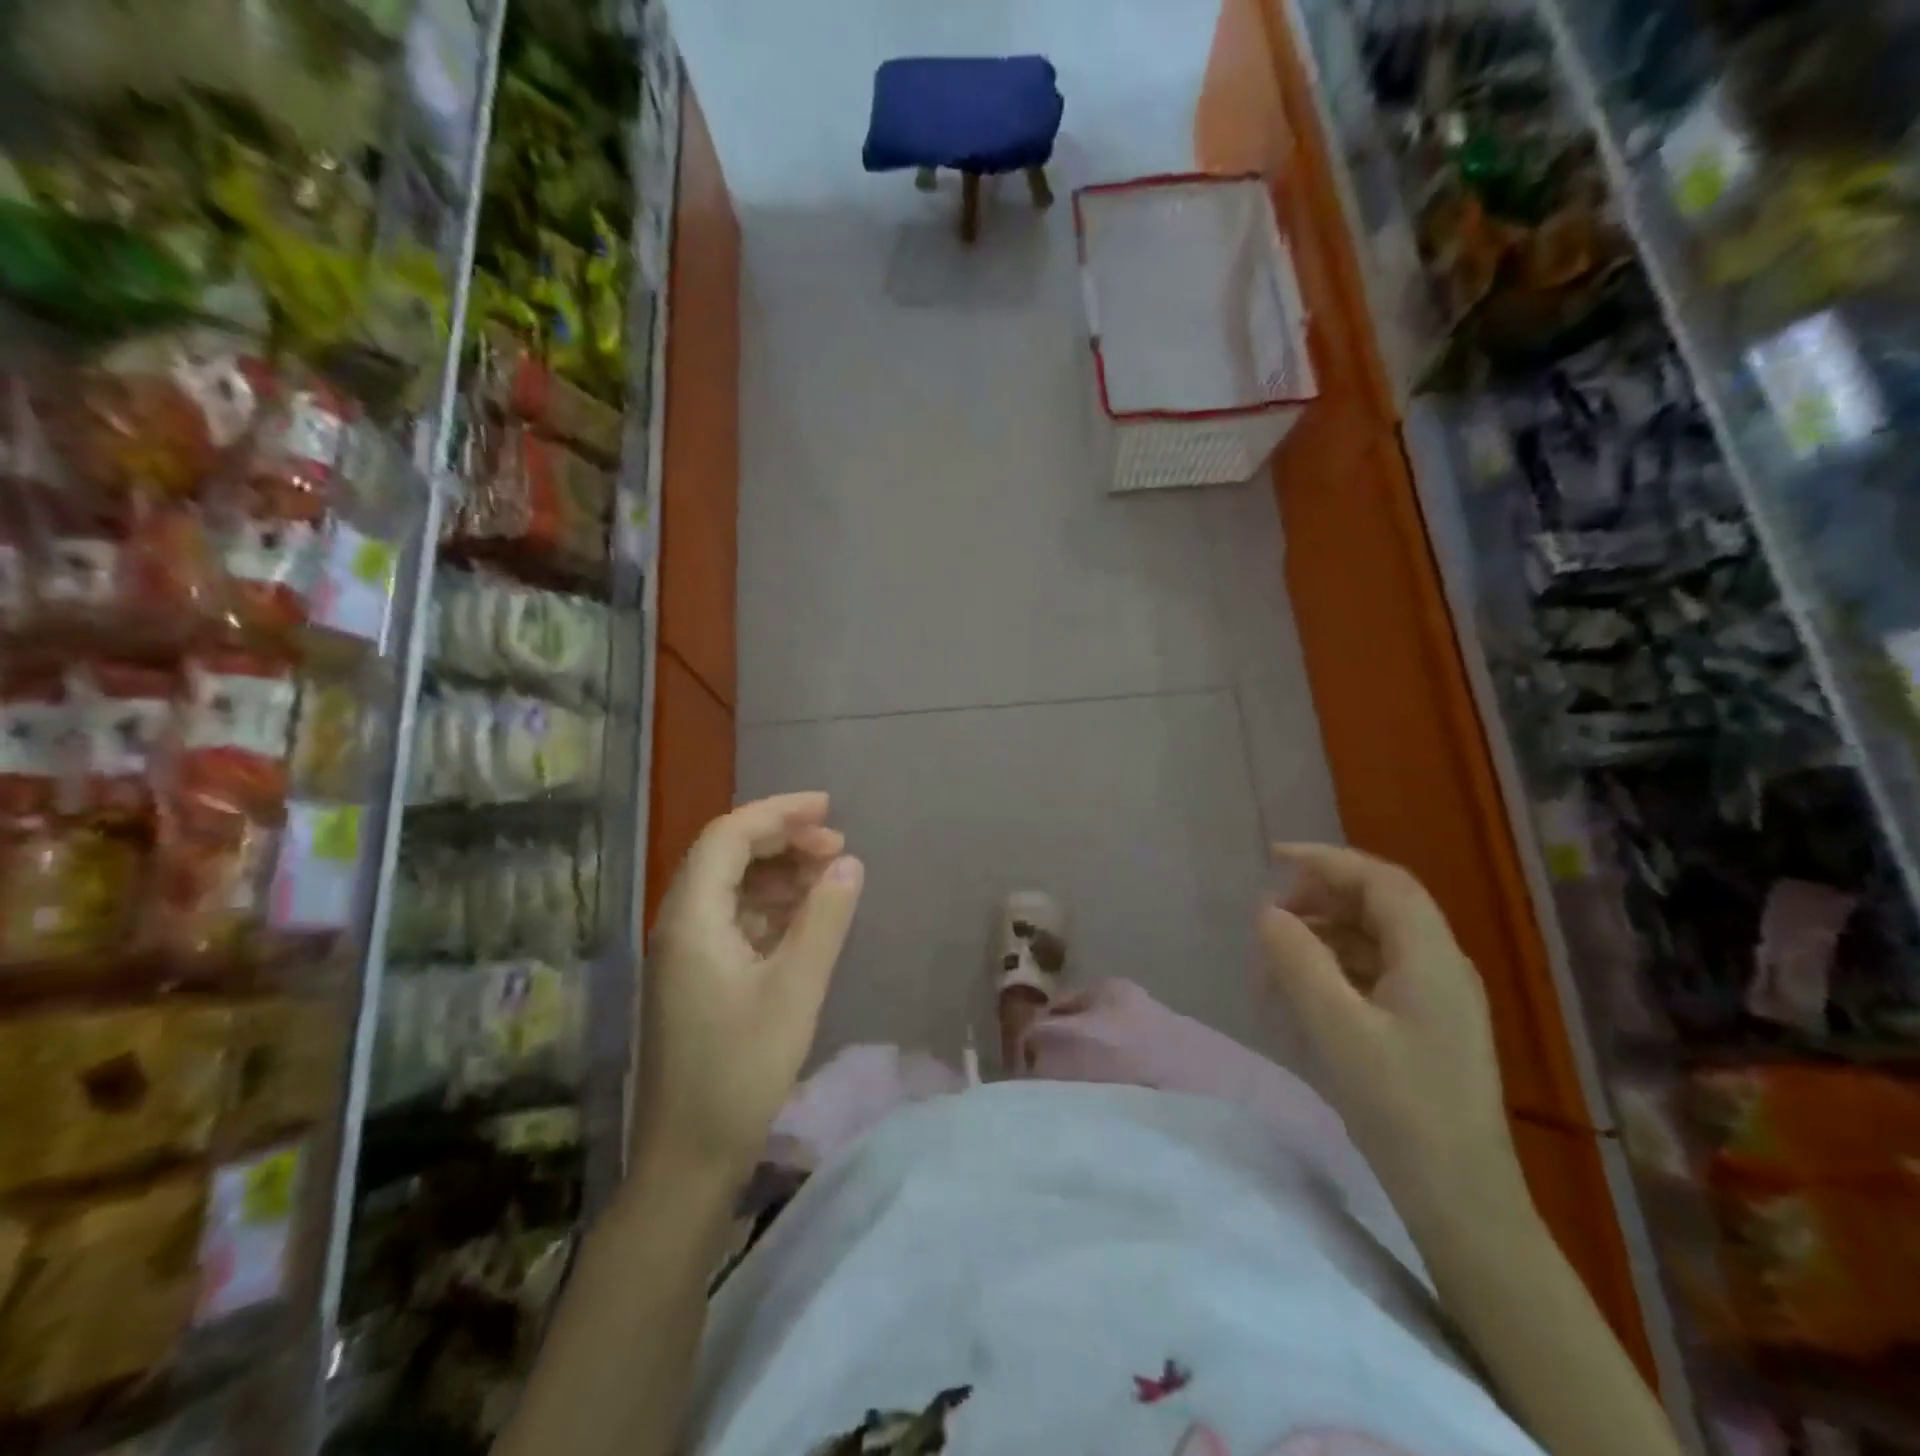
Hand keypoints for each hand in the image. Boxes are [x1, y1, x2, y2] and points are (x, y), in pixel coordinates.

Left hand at [634, 792, 863, 1185]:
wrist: (687, 1160)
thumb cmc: (740, 1070)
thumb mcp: (795, 989)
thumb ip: (824, 918)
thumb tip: (848, 862)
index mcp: (691, 917)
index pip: (729, 835)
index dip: (779, 812)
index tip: (829, 808)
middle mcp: (679, 924)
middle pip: (727, 855)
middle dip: (782, 841)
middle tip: (836, 847)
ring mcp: (683, 953)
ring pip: (730, 887)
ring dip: (778, 873)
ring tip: (829, 879)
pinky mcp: (695, 979)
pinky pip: (732, 920)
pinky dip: (770, 908)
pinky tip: (804, 919)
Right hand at [1256, 843, 1522, 1220]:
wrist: (1462, 1200)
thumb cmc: (1400, 1109)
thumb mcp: (1336, 1030)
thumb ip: (1298, 961)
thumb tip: (1268, 913)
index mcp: (1432, 957)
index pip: (1380, 880)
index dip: (1326, 860)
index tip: (1272, 858)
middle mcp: (1441, 966)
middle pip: (1378, 905)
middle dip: (1319, 898)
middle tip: (1268, 918)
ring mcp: (1437, 997)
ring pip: (1373, 939)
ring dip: (1322, 936)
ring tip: (1274, 961)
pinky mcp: (1426, 1026)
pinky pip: (1375, 972)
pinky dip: (1334, 968)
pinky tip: (1303, 994)